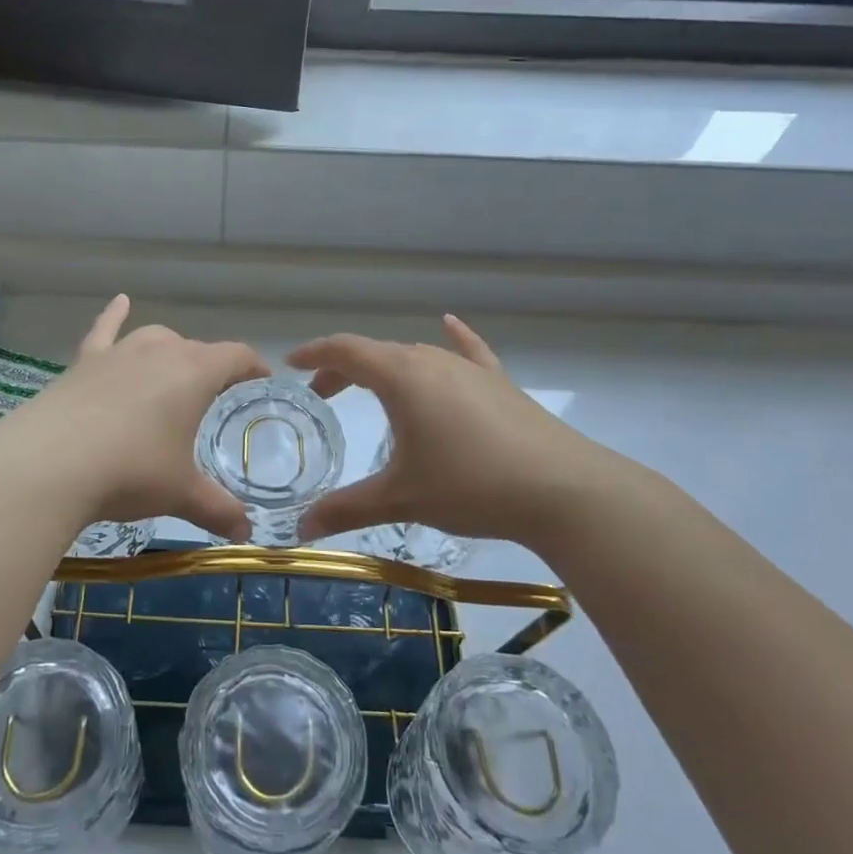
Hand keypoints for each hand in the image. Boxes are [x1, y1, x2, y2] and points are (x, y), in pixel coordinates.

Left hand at [0, 296, 269, 540]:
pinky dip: (114, 315)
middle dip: (210, 368)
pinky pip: (104, 330)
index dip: (252, 365)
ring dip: (170, 350)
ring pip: (153, 338)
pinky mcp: (83, 362)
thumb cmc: (130, 471)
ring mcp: (117, 353)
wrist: (49, 464)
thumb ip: (217, 510)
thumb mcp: (180, 493)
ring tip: (174, 368)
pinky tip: (120, 301)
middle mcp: (159, 351)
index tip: (261, 378)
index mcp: (193, 373)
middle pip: (195, 349)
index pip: (235, 356)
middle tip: (214, 397)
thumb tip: (244, 533)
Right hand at [292, 315, 645, 545]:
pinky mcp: (499, 383)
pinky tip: (449, 324)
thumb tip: (300, 529)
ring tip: (370, 389)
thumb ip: (346, 508)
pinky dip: (453, 339)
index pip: (346, 350)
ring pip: (416, 355)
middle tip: (322, 394)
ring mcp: (469, 369)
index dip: (314, 354)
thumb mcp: (401, 498)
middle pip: (377, 352)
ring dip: (385, 367)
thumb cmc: (470, 485)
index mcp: (401, 377)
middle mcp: (432, 361)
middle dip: (344, 369)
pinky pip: (468, 352)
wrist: (562, 490)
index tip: (290, 364)